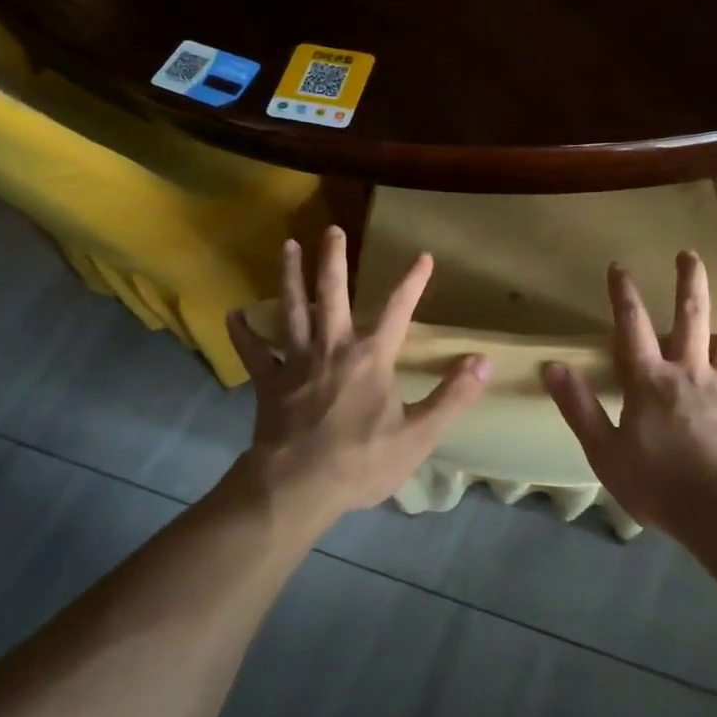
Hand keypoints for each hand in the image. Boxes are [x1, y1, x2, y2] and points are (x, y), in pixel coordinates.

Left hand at [226, 227, 489, 527]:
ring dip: (290, 277)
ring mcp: (296, 362)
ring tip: (288, 246)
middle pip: (332, 294)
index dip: (413, 282)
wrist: (297, 487)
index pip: (398, 311)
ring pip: (292, 310)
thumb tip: (483, 361)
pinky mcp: (269, 382)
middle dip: (333, 259)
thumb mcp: (419, 435)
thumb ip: (451, 396)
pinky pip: (254, 353)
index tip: (423, 256)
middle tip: (331, 229)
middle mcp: (332, 348)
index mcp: (371, 358)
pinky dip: (243, 333)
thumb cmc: (361, 462)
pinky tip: (233, 314)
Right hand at [544, 252, 716, 543]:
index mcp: (651, 381)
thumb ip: (578, 407)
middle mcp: (692, 372)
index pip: (632, 328)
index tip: (619, 267)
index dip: (624, 295)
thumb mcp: (604, 451)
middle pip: (691, 318)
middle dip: (689, 283)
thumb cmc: (659, 485)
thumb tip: (551, 367)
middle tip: (689, 254)